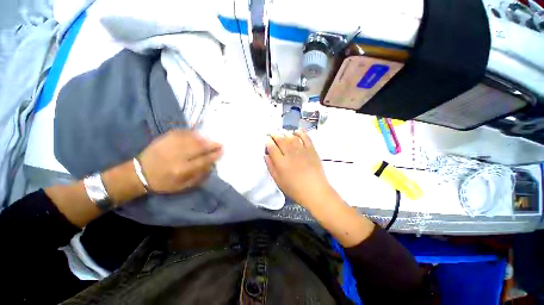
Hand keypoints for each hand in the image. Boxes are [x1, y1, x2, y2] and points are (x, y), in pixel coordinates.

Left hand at [138, 129, 222, 192]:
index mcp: (182, 170)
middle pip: (199, 147)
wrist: (139, 174)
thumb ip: (199, 176)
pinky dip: (191, 132)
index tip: (222, 151)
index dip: (214, 155)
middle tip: (220, 143)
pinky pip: (181, 133)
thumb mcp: (182, 186)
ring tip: (210, 139)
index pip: (203, 160)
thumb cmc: (163, 182)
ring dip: (204, 138)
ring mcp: (170, 145)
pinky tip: (198, 134)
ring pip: (191, 139)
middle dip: (212, 145)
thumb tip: (211, 165)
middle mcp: (177, 156)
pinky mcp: (164, 138)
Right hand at [265, 130, 334, 208]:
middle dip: (274, 134)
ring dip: (285, 133)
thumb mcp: (278, 180)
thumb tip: (266, 155)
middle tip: (272, 133)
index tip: (266, 139)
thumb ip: (271, 167)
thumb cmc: (294, 189)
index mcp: (281, 162)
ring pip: (291, 137)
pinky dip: (301, 133)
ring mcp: (302, 150)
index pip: (272, 147)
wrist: (315, 191)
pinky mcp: (311, 150)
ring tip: (282, 132)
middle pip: (280, 139)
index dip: (268, 141)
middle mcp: (290, 153)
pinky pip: (306, 137)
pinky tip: (297, 131)